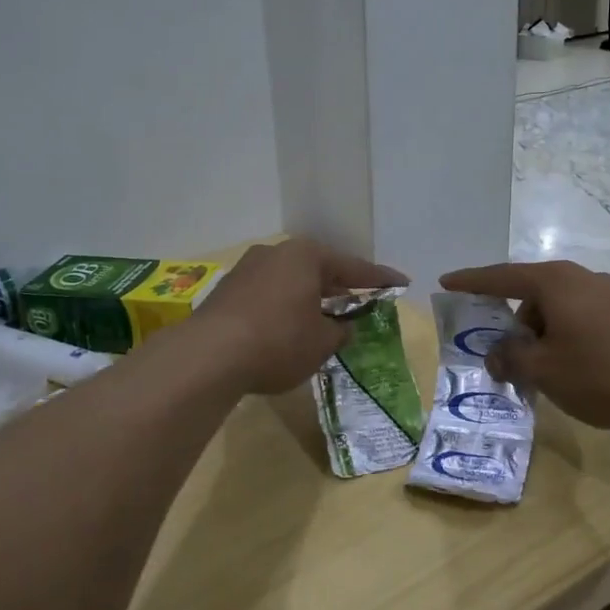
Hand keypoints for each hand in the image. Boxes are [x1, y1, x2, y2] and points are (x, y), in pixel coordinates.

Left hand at [196, 239, 407, 395]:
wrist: (208, 356)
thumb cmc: (279, 341)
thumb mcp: (322, 342)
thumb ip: (339, 330)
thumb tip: (342, 326)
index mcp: (306, 256)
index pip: (353, 268)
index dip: (380, 280)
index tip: (401, 283)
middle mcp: (276, 253)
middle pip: (319, 269)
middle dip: (340, 287)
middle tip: (362, 301)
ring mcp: (247, 270)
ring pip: (291, 281)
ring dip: (310, 298)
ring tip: (326, 316)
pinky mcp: (227, 291)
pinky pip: (269, 294)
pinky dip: (285, 307)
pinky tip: (289, 326)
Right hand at [439, 260, 609, 432]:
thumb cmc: (599, 373)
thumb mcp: (543, 370)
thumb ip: (510, 358)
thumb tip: (496, 354)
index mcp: (555, 281)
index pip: (501, 277)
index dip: (471, 282)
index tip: (446, 282)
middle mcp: (582, 277)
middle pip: (533, 293)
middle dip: (514, 322)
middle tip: (506, 355)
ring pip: (560, 307)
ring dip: (543, 333)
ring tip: (544, 371)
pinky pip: (584, 317)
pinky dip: (568, 335)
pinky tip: (576, 367)